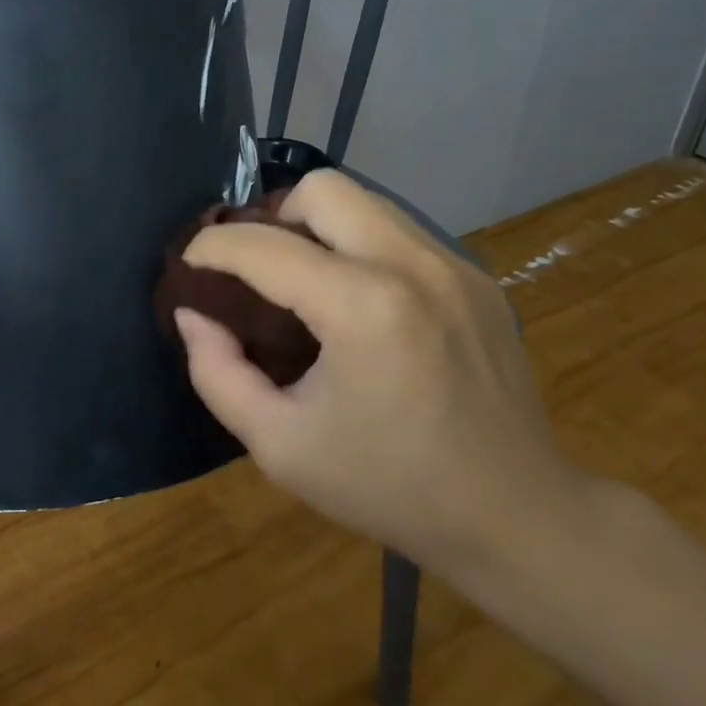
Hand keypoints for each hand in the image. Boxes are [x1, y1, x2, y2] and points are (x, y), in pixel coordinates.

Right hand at [174, 169, 592, 581]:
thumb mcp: (279, 445)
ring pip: (365, 201)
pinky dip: (361, 247)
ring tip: (305, 279)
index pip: (262, 246)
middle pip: (322, 189)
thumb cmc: (387, 486)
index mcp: (362, 308)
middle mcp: (412, 266)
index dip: (210, 247)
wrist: (515, 516)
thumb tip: (194, 314)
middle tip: (257, 268)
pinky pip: (399, 232)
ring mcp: (453, 265)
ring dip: (318, 227)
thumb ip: (217, 372)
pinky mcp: (476, 277)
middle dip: (272, 217)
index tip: (190, 265)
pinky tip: (359, 302)